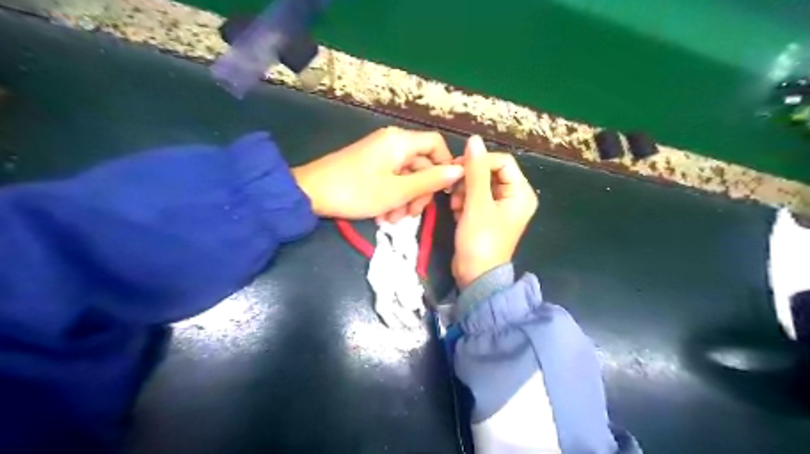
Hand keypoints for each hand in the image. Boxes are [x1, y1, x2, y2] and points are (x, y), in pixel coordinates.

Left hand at [296, 126, 465, 219]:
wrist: (310, 194)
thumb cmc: (356, 191)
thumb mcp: (397, 191)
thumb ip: (430, 181)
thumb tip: (459, 170)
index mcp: (400, 141)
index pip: (436, 144)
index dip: (444, 166)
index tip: (442, 191)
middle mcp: (392, 143)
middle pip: (421, 164)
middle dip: (420, 191)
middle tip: (411, 215)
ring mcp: (379, 155)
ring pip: (406, 176)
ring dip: (405, 199)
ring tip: (393, 220)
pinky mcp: (369, 166)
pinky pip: (391, 180)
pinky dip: (392, 197)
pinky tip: (383, 216)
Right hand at [450, 136, 536, 288]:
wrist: (475, 276)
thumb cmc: (480, 240)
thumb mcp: (477, 204)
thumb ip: (475, 171)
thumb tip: (474, 139)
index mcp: (521, 192)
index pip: (502, 161)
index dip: (479, 161)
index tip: (457, 169)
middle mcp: (515, 197)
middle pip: (490, 172)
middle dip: (469, 179)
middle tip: (454, 191)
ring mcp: (501, 207)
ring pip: (480, 184)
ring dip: (464, 191)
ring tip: (455, 206)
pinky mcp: (489, 215)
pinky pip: (476, 197)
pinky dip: (464, 201)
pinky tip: (457, 212)